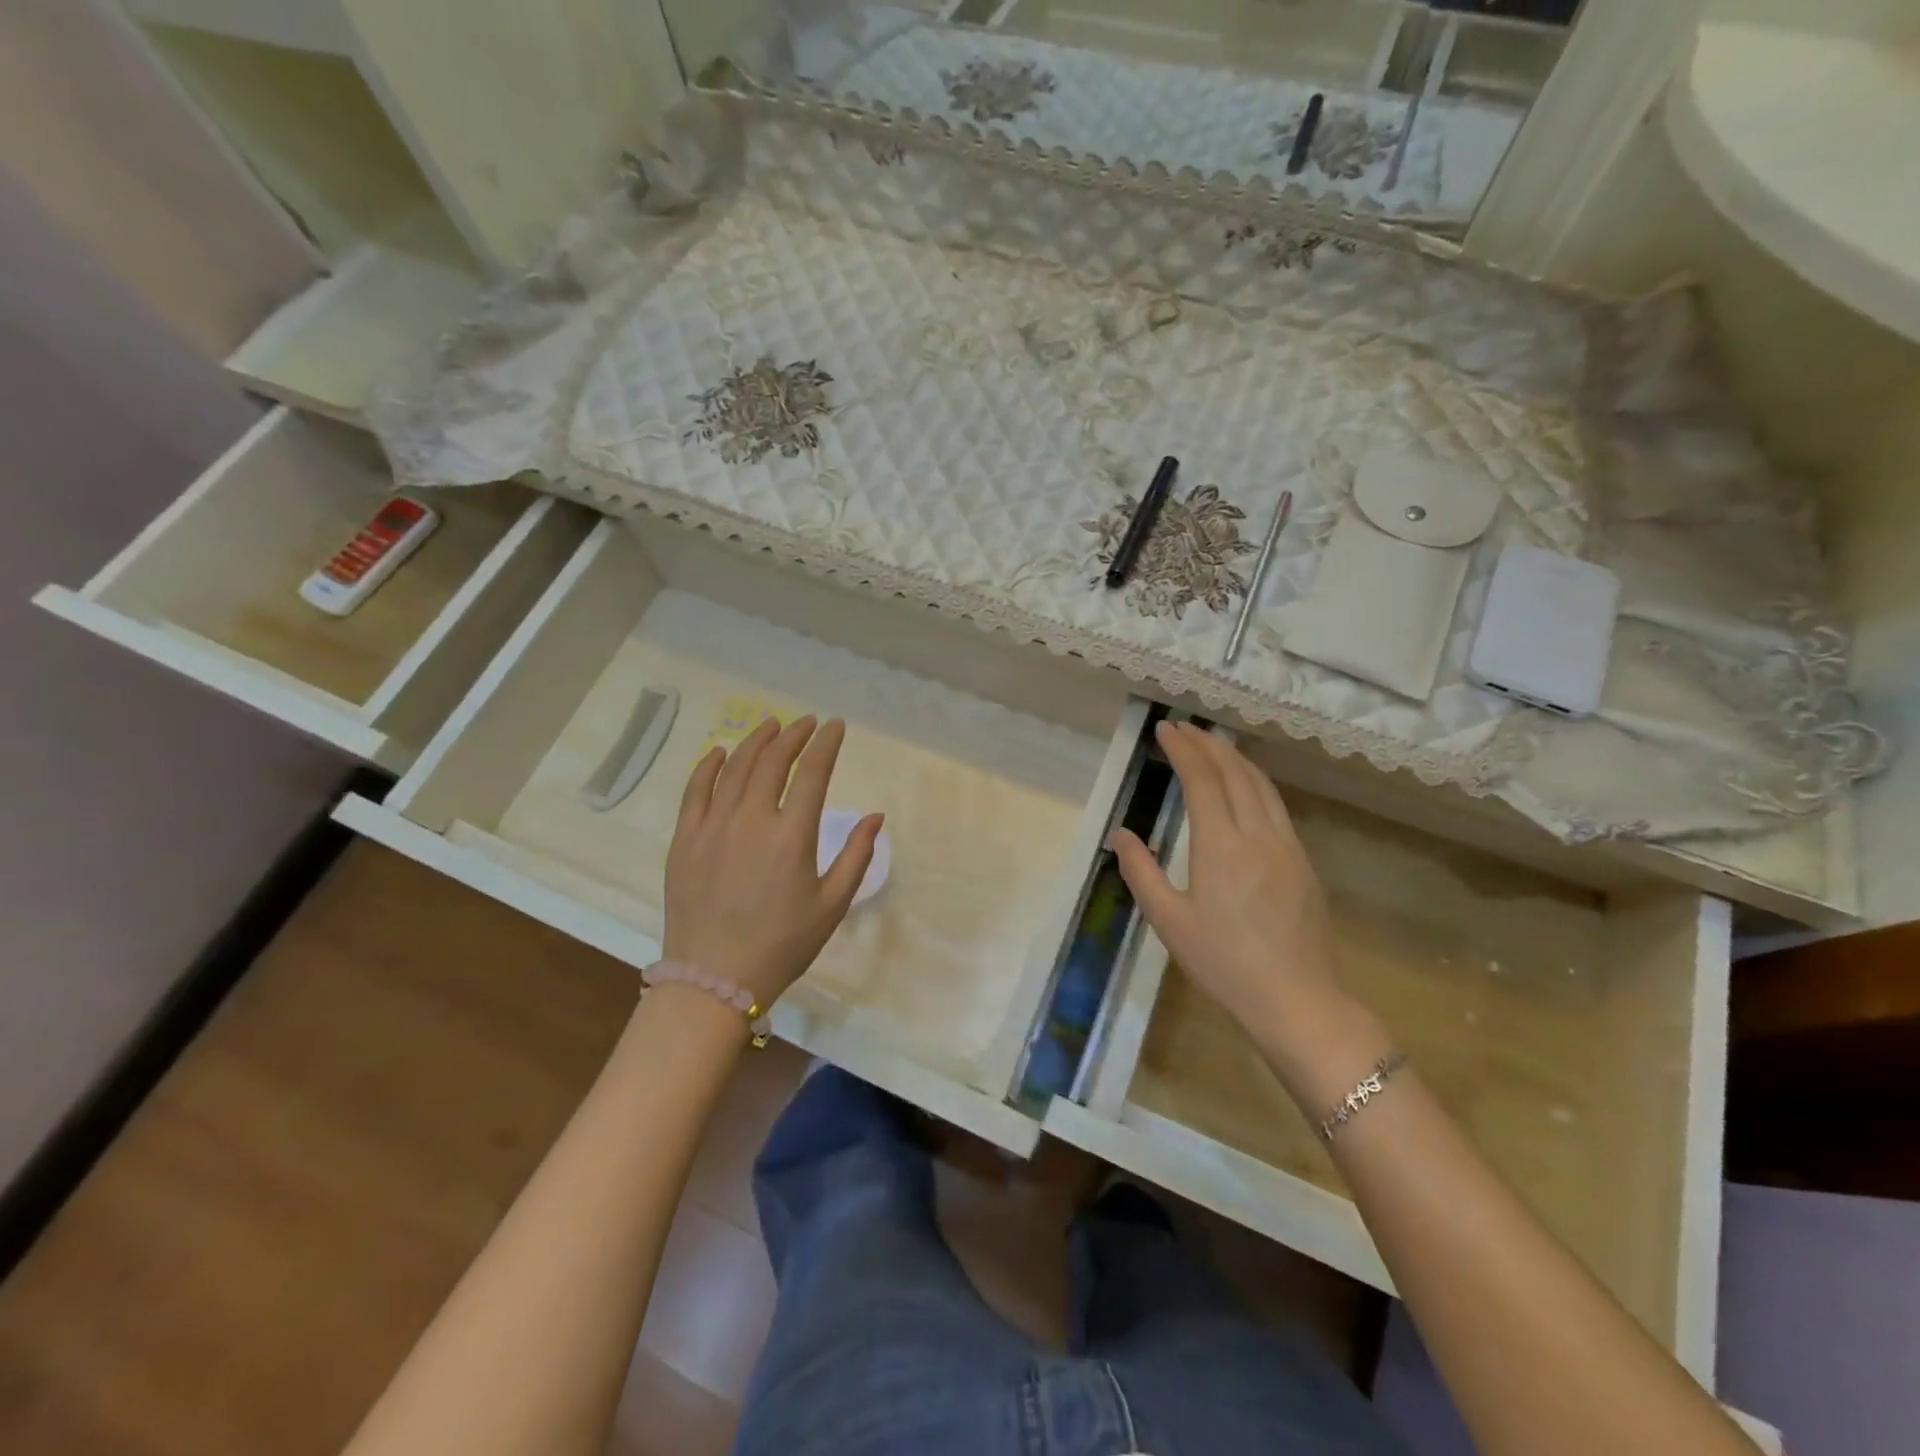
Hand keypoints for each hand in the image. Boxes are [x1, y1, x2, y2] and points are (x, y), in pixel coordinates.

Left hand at [663, 715, 883, 1006]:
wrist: (714, 979)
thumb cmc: (782, 944)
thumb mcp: (832, 905)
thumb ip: (856, 856)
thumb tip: (875, 817)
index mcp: (792, 835)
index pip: (813, 772)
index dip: (826, 743)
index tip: (835, 726)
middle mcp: (751, 819)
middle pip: (773, 760)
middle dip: (794, 735)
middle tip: (806, 723)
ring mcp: (713, 826)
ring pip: (735, 767)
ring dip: (756, 741)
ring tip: (770, 725)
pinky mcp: (685, 839)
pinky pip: (695, 790)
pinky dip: (709, 765)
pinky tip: (720, 752)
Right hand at [1112, 721, 1348, 1037]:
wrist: (1297, 999)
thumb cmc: (1224, 963)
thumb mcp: (1169, 921)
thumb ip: (1141, 872)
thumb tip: (1120, 835)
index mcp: (1220, 845)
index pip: (1202, 779)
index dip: (1183, 749)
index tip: (1165, 730)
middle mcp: (1257, 834)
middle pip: (1234, 772)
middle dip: (1207, 744)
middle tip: (1184, 728)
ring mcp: (1287, 845)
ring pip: (1261, 784)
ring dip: (1235, 757)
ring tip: (1212, 744)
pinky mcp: (1302, 860)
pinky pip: (1276, 804)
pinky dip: (1255, 781)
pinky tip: (1245, 785)